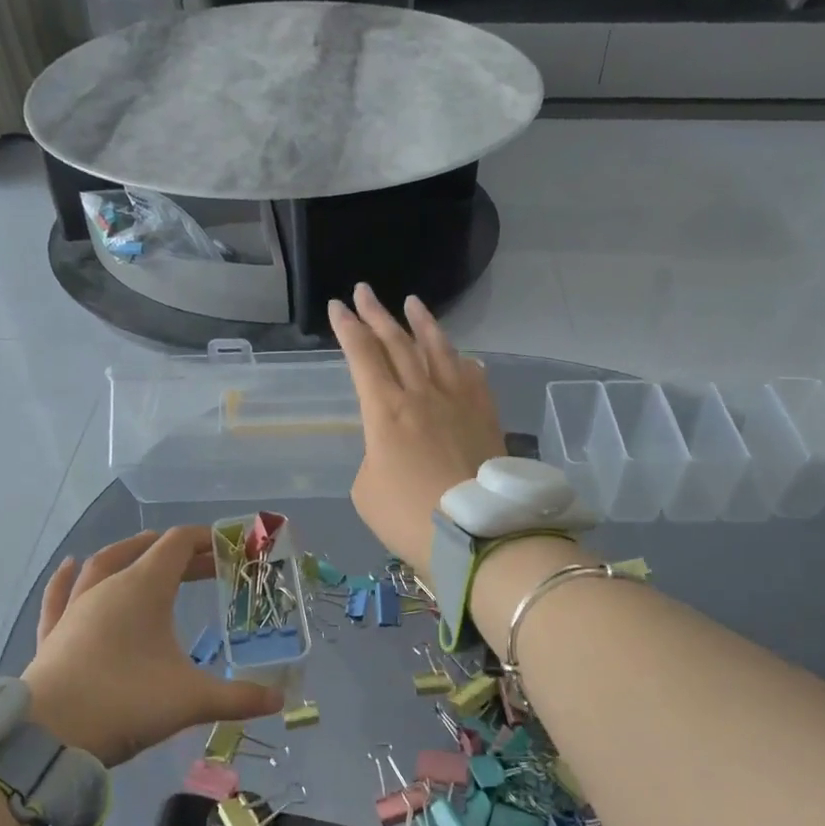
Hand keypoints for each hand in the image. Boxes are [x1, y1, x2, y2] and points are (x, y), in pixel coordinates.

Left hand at [23, 527, 284, 766]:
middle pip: (146, 552)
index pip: (178, 545)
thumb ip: (239, 699)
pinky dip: (69, 577)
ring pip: (102, 564)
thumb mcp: (191, 700)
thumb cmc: (126, 703)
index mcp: (143, 589)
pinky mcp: (53, 634)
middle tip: (207, 564)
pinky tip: (71, 565)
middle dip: (179, 553)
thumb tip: (280, 702)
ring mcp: (75, 609)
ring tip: (146, 551)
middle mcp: (107, 588)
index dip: (206, 540)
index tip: (231, 547)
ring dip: (128, 553)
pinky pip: (61, 594)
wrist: (49, 737)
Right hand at [329, 283, 505, 575]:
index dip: (347, 329)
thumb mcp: (367, 490)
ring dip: (423, 324)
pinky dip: (463, 362)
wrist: (476, 534)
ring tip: (413, 303)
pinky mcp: (486, 416)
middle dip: (377, 315)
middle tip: (364, 291)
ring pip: (439, 350)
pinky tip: (463, 357)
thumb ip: (374, 456)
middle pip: (398, 343)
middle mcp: (422, 394)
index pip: (362, 357)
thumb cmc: (409, 517)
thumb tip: (394, 445)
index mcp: (385, 411)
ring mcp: (459, 402)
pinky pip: (473, 377)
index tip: (337, 306)